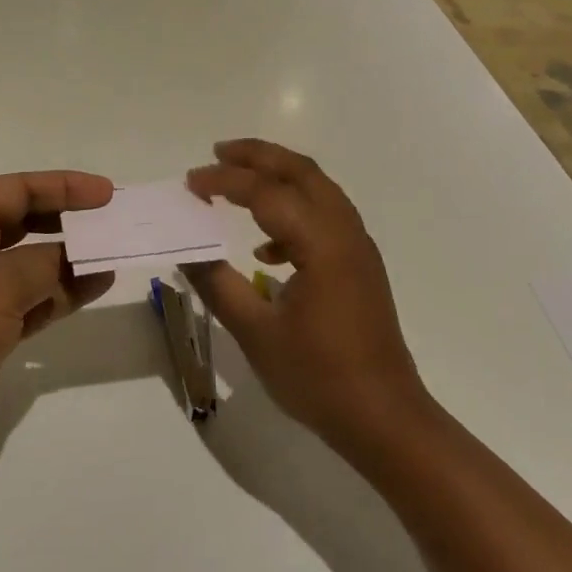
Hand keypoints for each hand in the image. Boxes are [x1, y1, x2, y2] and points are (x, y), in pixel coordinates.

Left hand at [0, 172, 115, 466]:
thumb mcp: (1, 284)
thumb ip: (50, 262)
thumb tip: (85, 255)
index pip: (18, 189)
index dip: (64, 187)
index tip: (106, 193)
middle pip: (28, 222)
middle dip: (70, 220)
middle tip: (114, 219)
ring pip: (35, 262)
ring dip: (73, 259)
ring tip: (116, 252)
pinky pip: (35, 298)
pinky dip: (64, 291)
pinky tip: (98, 285)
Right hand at [185, 140, 433, 452]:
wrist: (384, 418)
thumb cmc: (318, 377)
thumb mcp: (256, 332)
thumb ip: (218, 284)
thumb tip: (188, 251)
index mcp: (321, 243)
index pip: (266, 193)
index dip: (224, 181)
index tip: (190, 182)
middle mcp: (345, 232)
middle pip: (301, 172)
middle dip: (258, 156)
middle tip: (218, 153)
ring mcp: (358, 248)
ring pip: (318, 189)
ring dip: (278, 177)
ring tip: (237, 182)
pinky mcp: (360, 266)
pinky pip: (325, 217)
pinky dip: (293, 211)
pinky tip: (266, 248)